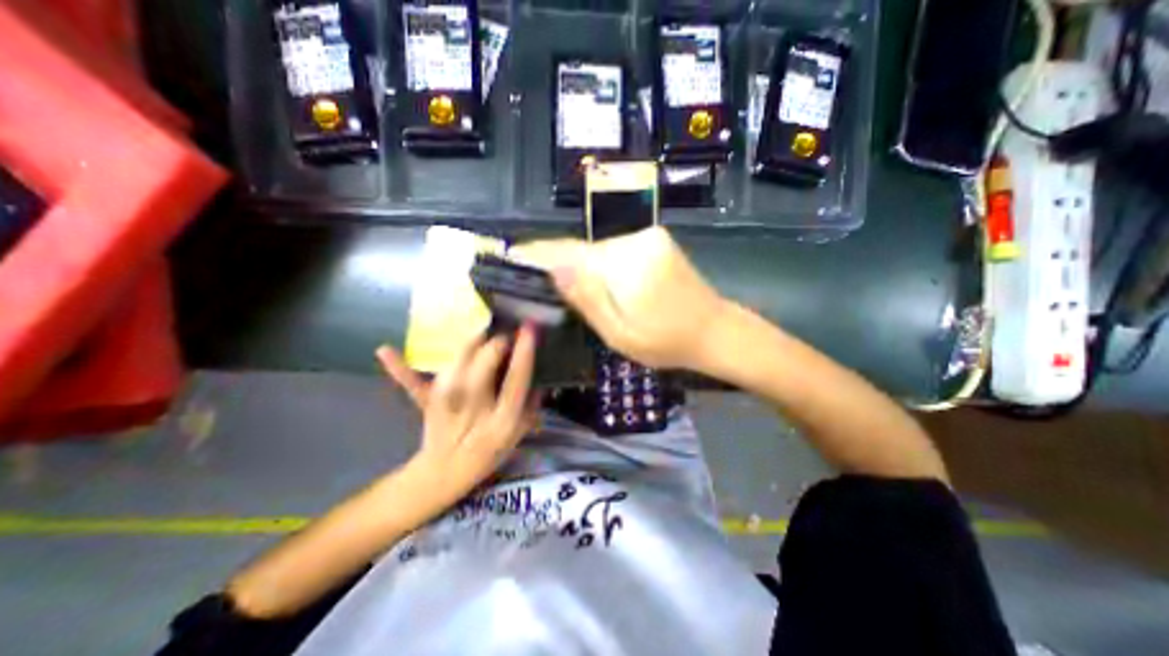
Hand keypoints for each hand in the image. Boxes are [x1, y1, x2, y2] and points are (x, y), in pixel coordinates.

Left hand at [376, 328, 541, 500]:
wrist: (445, 474)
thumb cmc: (487, 453)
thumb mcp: (518, 435)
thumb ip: (531, 408)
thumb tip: (540, 381)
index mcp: (502, 419)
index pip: (517, 379)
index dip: (524, 351)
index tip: (528, 328)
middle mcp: (475, 408)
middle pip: (485, 362)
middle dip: (496, 342)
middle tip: (504, 339)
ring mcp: (447, 404)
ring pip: (458, 361)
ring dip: (472, 343)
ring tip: (482, 338)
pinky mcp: (427, 403)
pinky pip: (413, 383)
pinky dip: (401, 367)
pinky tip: (384, 351)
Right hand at [513, 228, 728, 373]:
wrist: (715, 331)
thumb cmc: (666, 342)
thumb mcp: (619, 333)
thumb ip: (587, 298)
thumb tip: (554, 267)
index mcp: (622, 265)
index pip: (569, 252)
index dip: (539, 253)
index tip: (513, 254)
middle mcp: (633, 241)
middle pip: (583, 249)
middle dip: (559, 262)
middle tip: (534, 276)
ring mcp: (648, 238)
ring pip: (599, 250)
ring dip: (582, 265)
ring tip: (562, 283)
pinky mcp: (656, 242)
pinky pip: (616, 251)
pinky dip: (602, 264)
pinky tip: (598, 282)